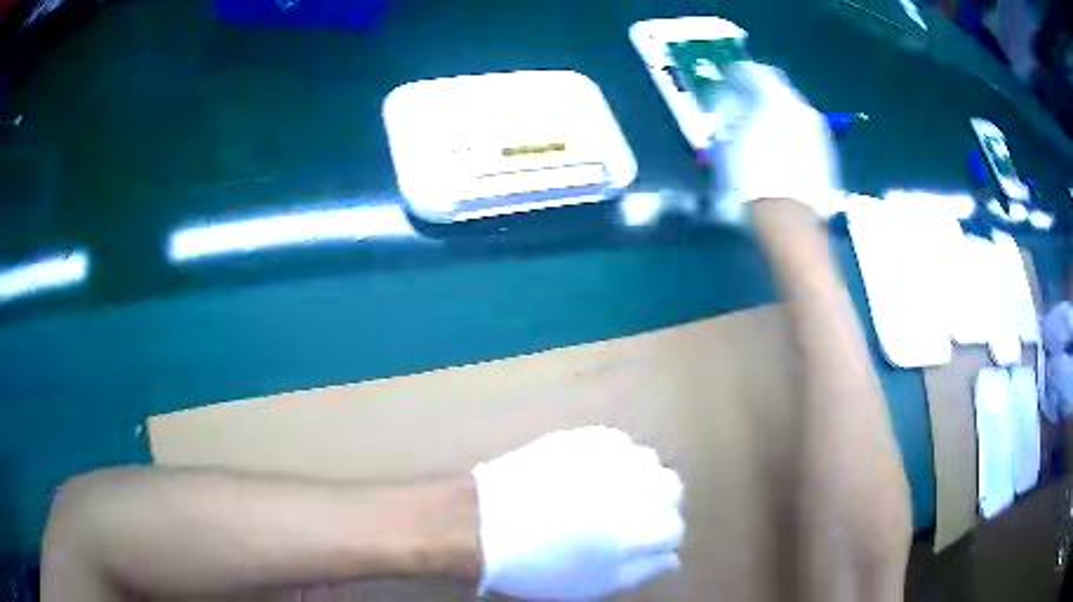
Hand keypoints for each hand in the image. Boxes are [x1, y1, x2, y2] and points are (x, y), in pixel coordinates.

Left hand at [471, 426, 684, 599]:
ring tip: (609, 493)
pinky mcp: (581, 438)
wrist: (481, 526)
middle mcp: (632, 487)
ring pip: (647, 460)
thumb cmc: (537, 568)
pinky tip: (592, 471)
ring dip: (637, 478)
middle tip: (628, 518)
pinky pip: (616, 441)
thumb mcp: (594, 585)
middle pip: (671, 486)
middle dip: (658, 504)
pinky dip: (613, 456)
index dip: (658, 540)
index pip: (674, 527)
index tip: (638, 546)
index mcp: (638, 530)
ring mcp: (606, 458)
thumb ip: (641, 571)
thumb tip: (672, 559)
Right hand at [710, 63, 841, 221]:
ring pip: (792, 110)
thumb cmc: (752, 181)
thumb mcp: (727, 143)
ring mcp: (817, 131)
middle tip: (743, 101)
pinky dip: (790, 131)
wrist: (790, 221)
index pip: (754, 72)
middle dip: (759, 92)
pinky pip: (803, 130)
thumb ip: (727, 113)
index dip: (737, 73)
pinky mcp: (825, 153)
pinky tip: (779, 148)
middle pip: (777, 89)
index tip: (727, 78)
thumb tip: (727, 99)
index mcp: (774, 100)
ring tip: (760, 127)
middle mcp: (800, 109)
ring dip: (775, 112)